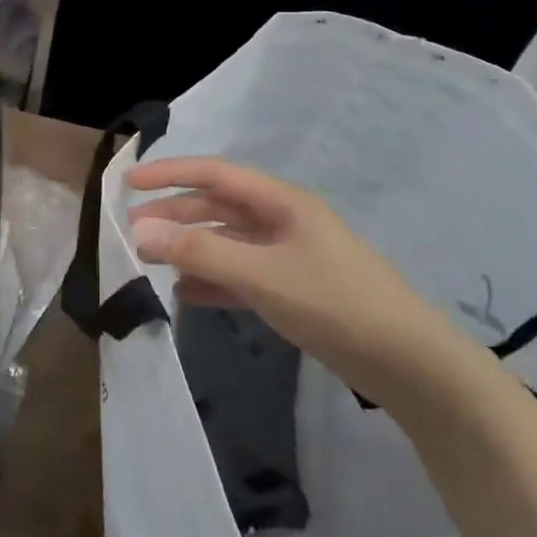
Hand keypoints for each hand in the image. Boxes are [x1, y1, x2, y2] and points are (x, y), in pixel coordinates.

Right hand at [127, 157, 477, 407]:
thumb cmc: (334, 303)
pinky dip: (210, 280)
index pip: (214, 174)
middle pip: (216, 207)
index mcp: (280, 202)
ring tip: (149, 261)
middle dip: (173, 215)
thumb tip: (140, 231)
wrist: (408, 363)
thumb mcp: (262, 274)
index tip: (129, 182)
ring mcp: (287, 256)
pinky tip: (185, 295)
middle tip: (130, 231)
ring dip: (188, 248)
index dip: (170, 173)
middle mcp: (281, 221)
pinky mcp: (291, 289)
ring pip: (225, 242)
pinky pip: (239, 275)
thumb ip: (200, 251)